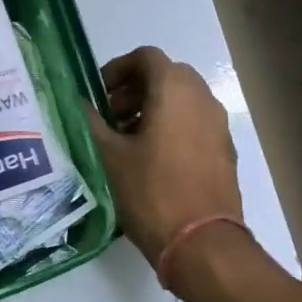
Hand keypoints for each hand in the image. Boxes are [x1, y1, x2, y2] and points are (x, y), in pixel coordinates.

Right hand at [87, 46, 242, 267]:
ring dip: (152, 108)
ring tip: (127, 141)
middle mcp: (202, 98)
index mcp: (174, 90)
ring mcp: (218, 125)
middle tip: (111, 117)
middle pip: (165, 75)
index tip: (99, 95)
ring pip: (182, 100)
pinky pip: (195, 123)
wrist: (203, 244)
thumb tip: (76, 102)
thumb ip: (90, 121)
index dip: (118, 69)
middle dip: (134, 90)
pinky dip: (172, 127)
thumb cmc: (151, 192)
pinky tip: (152, 161)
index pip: (145, 57)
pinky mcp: (224, 150)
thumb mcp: (109, 155)